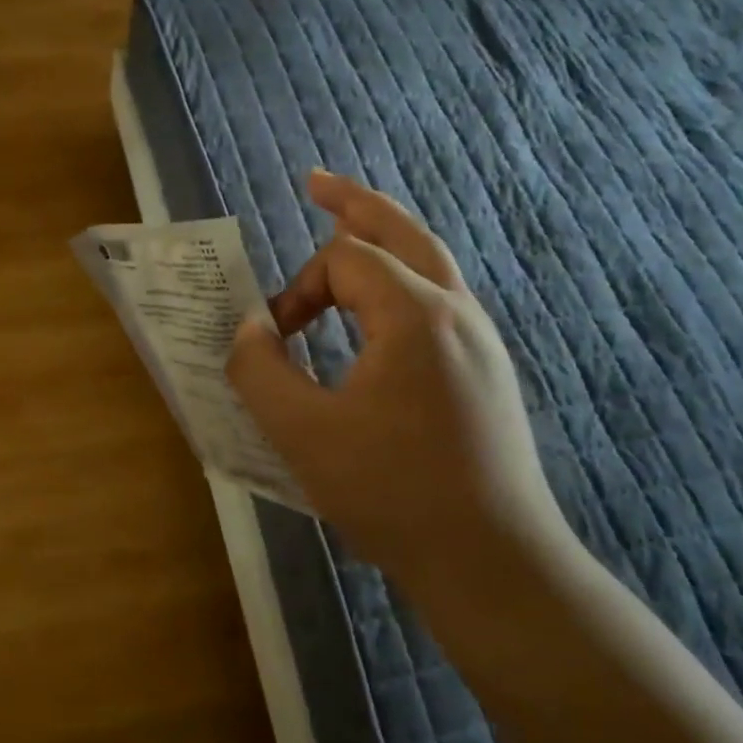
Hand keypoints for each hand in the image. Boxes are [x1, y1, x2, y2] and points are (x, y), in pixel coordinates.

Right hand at [226, 172, 571, 594]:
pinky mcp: (487, 372)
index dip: (298, 288)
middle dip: (355, 204)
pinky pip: (439, 302)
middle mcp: (456, 312)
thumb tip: (250, 330)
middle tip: (316, 183)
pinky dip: (402, 282)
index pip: (344, 261)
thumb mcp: (302, 434)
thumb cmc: (393, 494)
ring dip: (383, 241)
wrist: (491, 560)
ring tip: (347, 230)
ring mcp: (481, 341)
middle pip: (402, 233)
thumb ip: (260, 371)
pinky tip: (380, 312)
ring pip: (430, 264)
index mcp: (415, 315)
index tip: (275, 340)